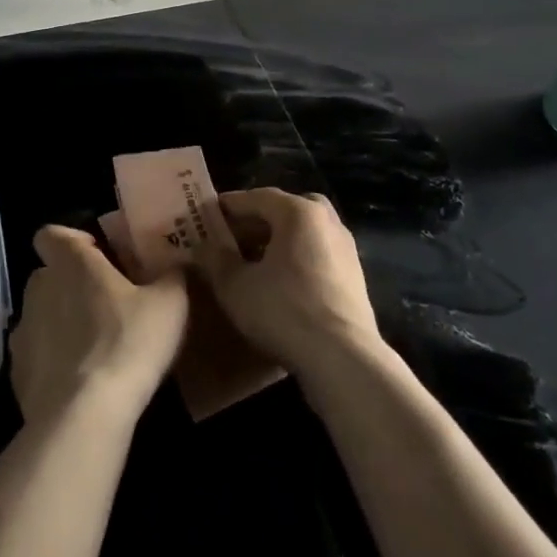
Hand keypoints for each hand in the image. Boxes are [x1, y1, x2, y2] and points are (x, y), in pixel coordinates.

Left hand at [10, 225, 188, 430]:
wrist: (84, 417)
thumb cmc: (128, 342)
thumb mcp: (170, 303)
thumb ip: (172, 275)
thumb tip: (177, 264)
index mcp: (71, 263)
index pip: (51, 234)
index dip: (72, 241)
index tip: (99, 256)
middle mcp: (39, 289)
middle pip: (48, 274)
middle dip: (72, 284)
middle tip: (107, 302)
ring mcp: (22, 332)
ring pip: (41, 315)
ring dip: (61, 323)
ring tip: (95, 347)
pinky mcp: (17, 374)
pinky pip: (36, 356)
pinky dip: (53, 362)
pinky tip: (80, 382)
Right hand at [196, 188, 381, 383]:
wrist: (343, 358)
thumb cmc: (284, 311)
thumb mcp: (236, 286)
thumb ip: (215, 260)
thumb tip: (201, 246)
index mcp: (298, 212)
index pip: (256, 197)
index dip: (229, 206)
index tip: (206, 215)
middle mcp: (326, 220)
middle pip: (285, 210)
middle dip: (257, 221)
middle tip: (232, 237)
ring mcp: (345, 249)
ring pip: (304, 233)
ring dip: (277, 241)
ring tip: (252, 262)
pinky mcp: (354, 277)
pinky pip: (317, 255)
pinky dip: (296, 259)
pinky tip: (280, 284)